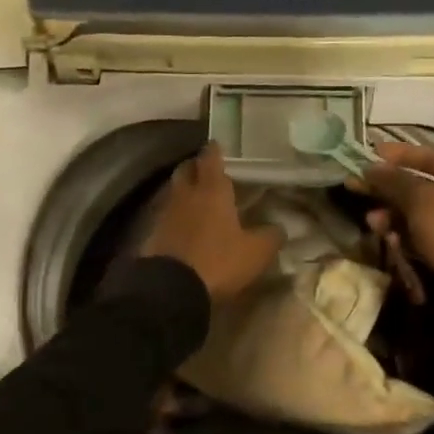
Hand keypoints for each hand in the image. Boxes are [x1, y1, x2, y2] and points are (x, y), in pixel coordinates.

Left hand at [140, 143, 282, 302]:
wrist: (171, 289)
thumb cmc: (218, 261)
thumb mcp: (255, 253)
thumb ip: (270, 236)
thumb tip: (279, 227)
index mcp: (212, 190)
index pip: (211, 158)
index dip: (215, 150)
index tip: (219, 145)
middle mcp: (186, 194)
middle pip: (186, 169)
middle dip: (195, 166)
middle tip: (208, 170)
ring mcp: (166, 213)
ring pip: (174, 191)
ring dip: (185, 190)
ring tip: (198, 198)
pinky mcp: (153, 234)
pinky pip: (167, 215)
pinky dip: (176, 215)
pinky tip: (185, 225)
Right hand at [353, 142, 433, 365]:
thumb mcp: (422, 201)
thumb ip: (395, 181)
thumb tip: (371, 168)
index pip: (433, 158)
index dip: (400, 155)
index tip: (371, 152)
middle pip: (421, 188)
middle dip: (389, 190)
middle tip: (356, 185)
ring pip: (417, 215)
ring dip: (392, 216)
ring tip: (372, 221)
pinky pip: (421, 236)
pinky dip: (403, 236)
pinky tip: (386, 238)